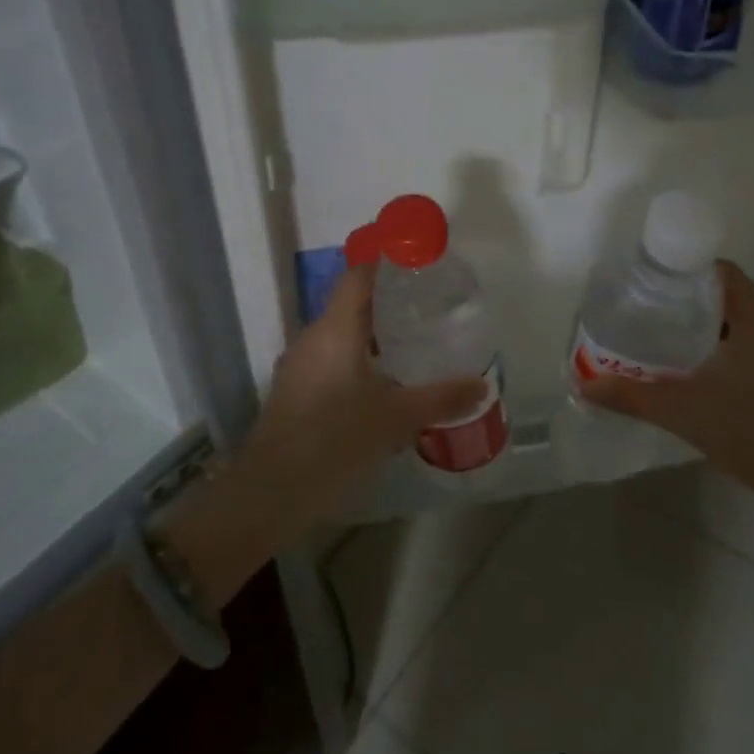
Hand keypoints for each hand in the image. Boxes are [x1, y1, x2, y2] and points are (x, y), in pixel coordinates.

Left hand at [244, 263, 487, 530]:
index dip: (385, 263)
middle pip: (350, 305)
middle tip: (426, 309)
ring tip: (409, 346)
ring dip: (371, 336)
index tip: (417, 264)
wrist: (272, 490)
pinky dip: (356, 361)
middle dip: (387, 304)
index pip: (358, 276)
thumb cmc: (336, 440)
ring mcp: (298, 365)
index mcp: (335, 329)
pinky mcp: (293, 391)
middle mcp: (312, 338)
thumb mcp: (396, 419)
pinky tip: (379, 387)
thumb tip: (481, 386)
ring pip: (339, 336)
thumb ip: (440, 399)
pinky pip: (329, 360)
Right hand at [580, 260, 753, 525]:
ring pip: (740, 325)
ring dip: (704, 330)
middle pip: (726, 296)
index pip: (718, 271)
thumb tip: (582, 385)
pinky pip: (753, 348)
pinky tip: (698, 376)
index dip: (681, 270)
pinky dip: (723, 350)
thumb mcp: (684, 412)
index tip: (645, 285)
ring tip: (662, 343)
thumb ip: (631, 396)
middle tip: (644, 315)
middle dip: (684, 302)